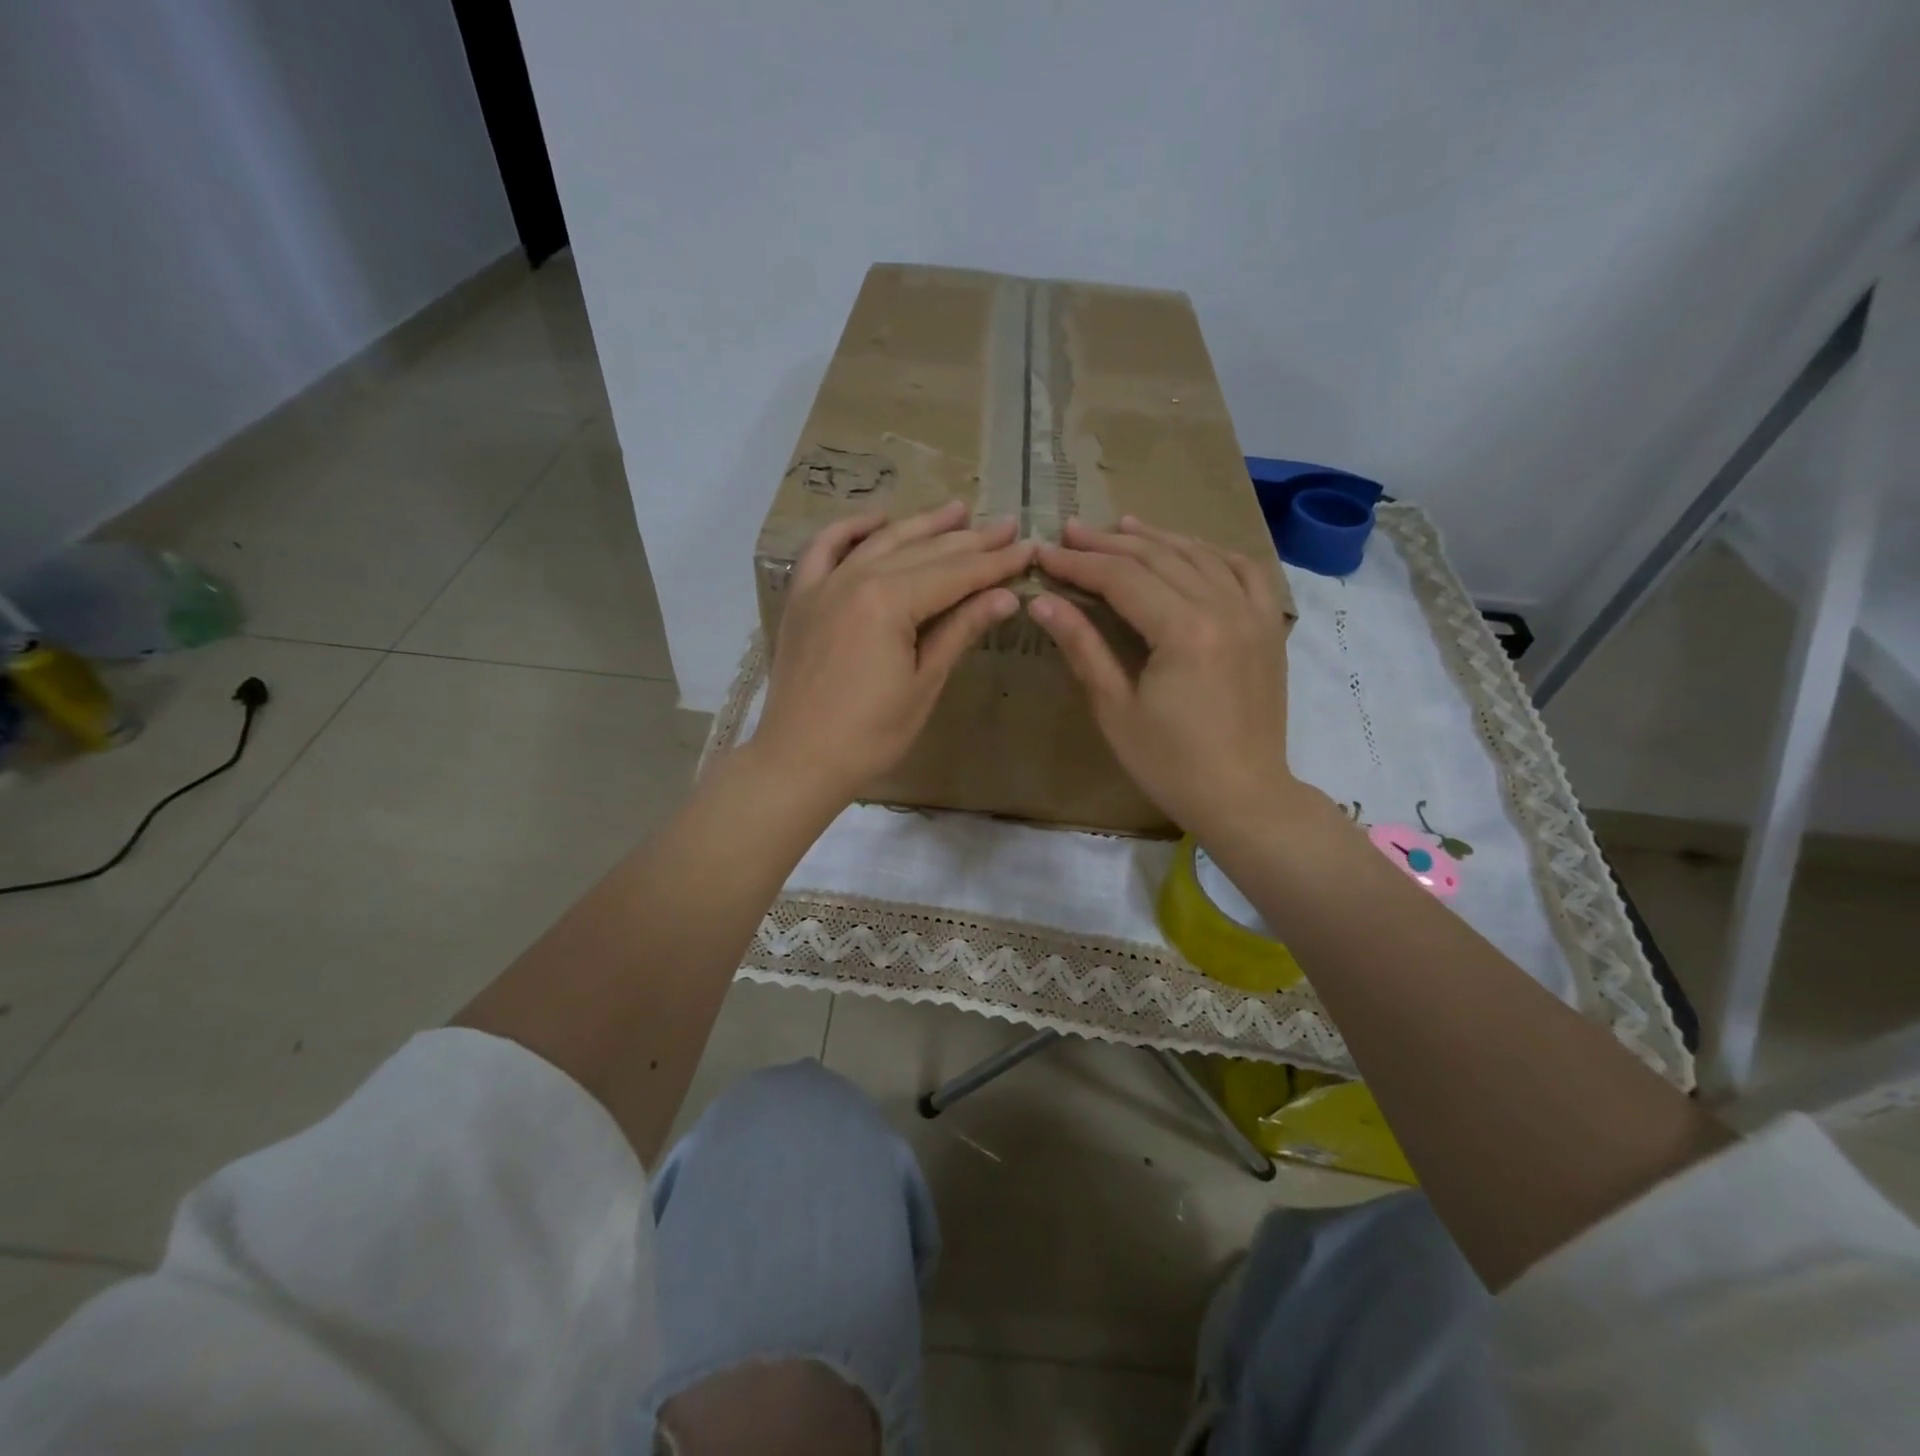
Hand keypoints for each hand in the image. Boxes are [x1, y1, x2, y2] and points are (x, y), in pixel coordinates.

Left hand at [750, 501, 1034, 804]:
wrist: (799, 760)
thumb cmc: (870, 734)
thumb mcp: (923, 684)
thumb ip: (960, 631)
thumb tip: (1005, 596)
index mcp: (889, 602)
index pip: (955, 574)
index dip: (995, 563)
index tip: (1029, 548)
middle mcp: (856, 579)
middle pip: (923, 552)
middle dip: (970, 540)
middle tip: (1007, 526)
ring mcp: (824, 584)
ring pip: (881, 542)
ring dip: (922, 525)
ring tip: (958, 510)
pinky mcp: (802, 597)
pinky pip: (823, 549)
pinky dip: (850, 530)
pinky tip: (877, 521)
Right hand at [1030, 517, 1301, 839]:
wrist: (1242, 796)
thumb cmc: (1170, 763)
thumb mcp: (1115, 708)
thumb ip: (1082, 646)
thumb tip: (1041, 602)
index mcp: (1184, 630)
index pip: (1121, 578)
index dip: (1078, 563)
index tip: (1043, 553)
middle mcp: (1223, 607)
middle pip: (1158, 558)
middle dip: (1109, 544)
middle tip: (1070, 532)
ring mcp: (1253, 614)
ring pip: (1199, 556)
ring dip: (1156, 539)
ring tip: (1120, 527)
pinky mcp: (1268, 628)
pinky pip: (1245, 572)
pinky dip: (1213, 553)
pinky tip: (1191, 549)